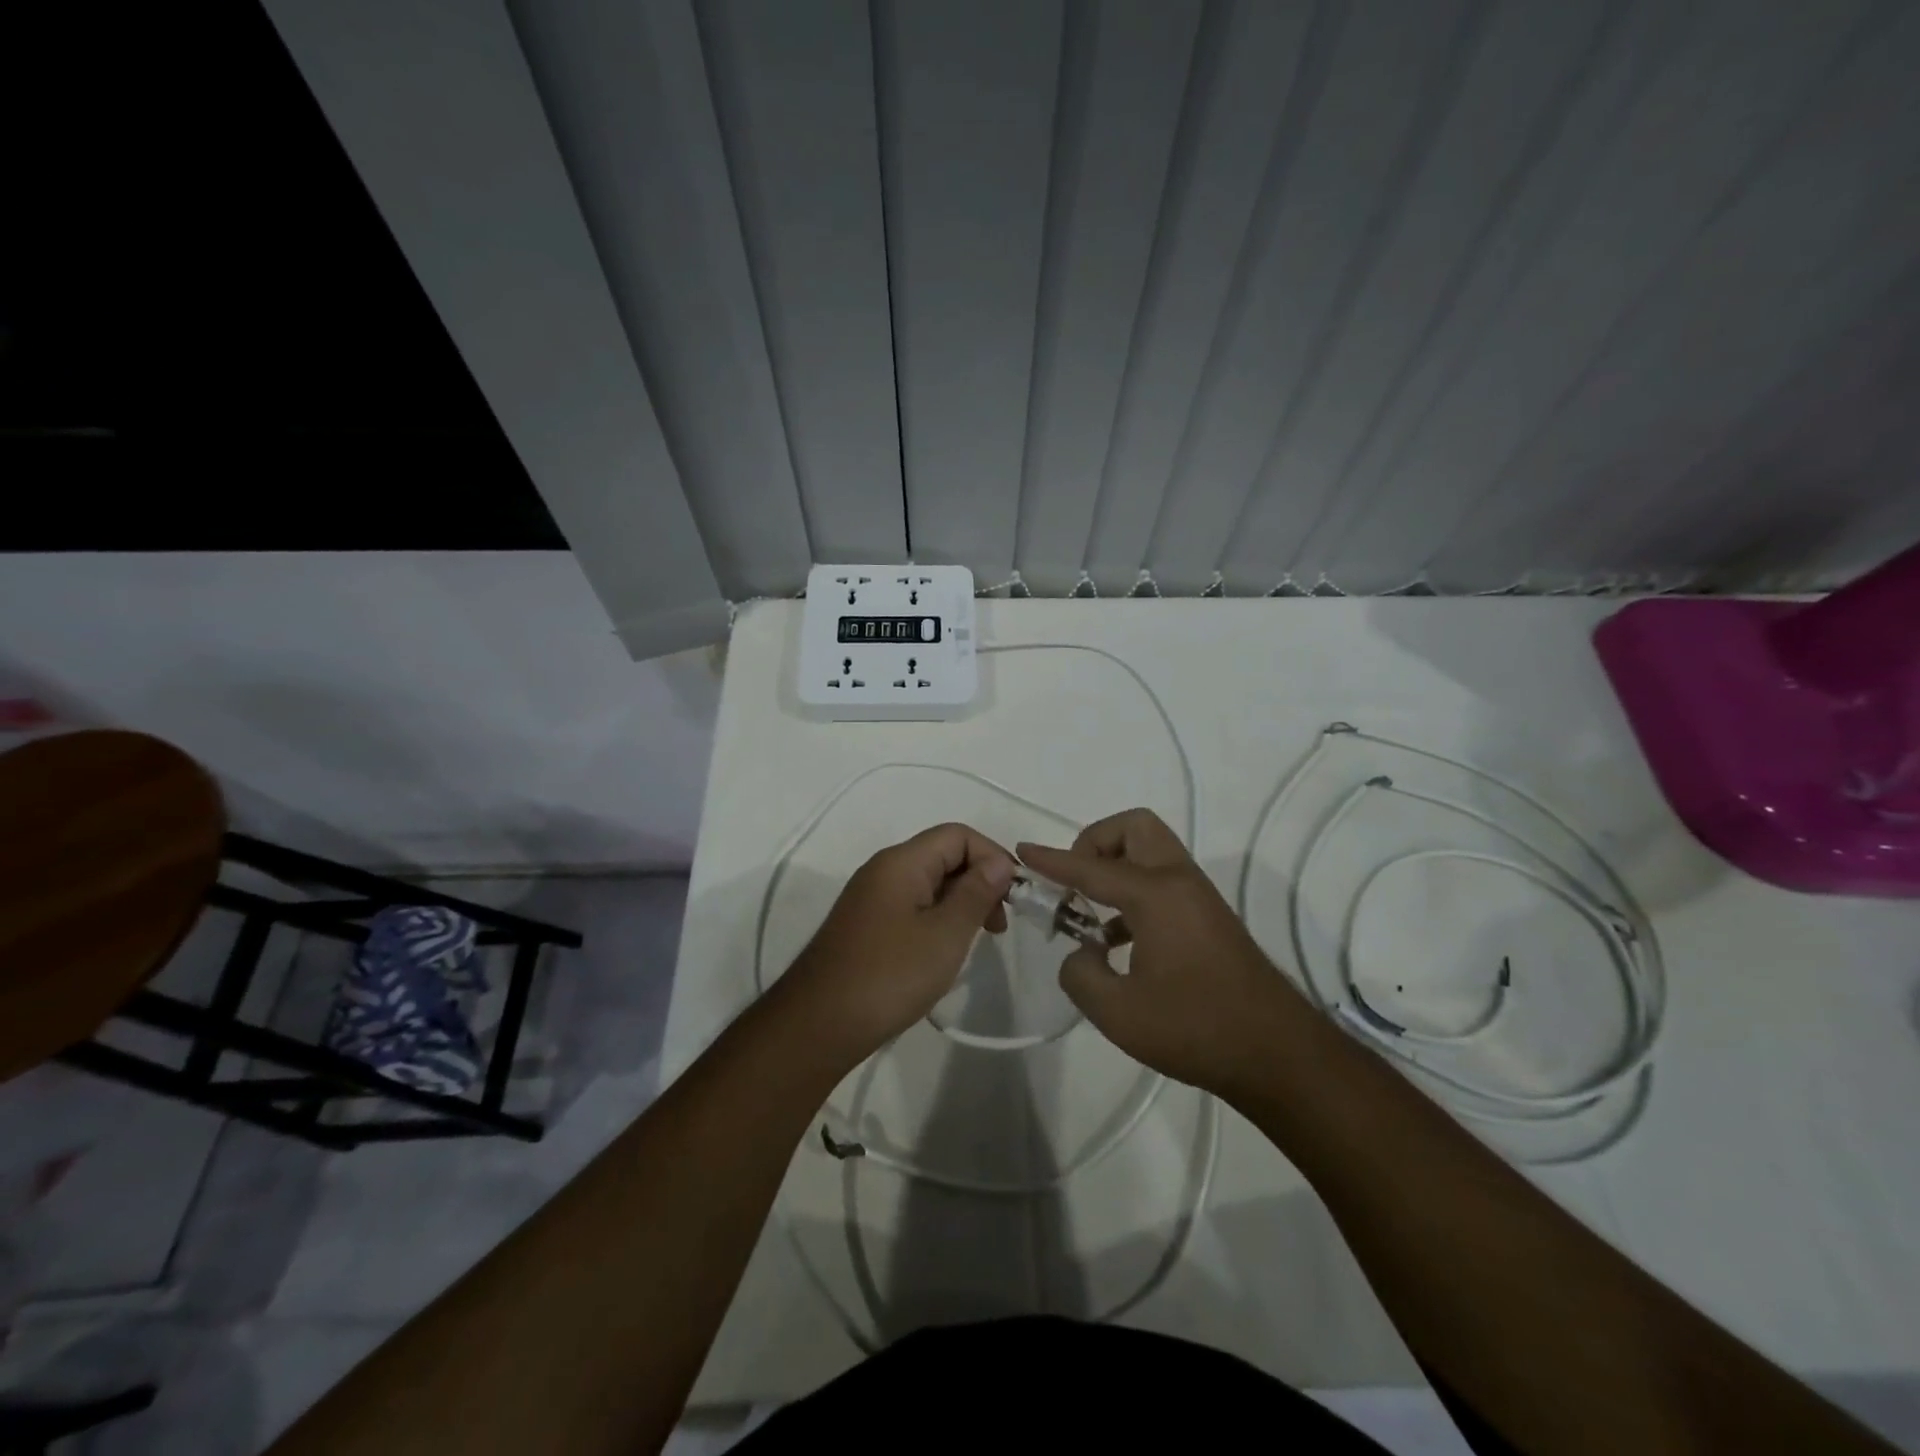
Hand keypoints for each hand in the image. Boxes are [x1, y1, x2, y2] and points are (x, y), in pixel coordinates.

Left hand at [779, 823, 1016, 1064]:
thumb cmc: (889, 976)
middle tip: (999, 924)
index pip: (958, 835)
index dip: (992, 856)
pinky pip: (912, 905)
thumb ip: (976, 894)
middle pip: (943, 855)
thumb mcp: (945, 935)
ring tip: (978, 939)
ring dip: (960, 901)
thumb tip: (1000, 864)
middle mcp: (884, 870)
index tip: (1013, 897)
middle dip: (979, 880)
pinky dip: (938, 917)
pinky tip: (946, 950)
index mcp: (901, 862)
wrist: (819, 1025)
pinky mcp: (866, 924)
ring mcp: (871, 898)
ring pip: (929, 882)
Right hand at [1018, 809, 1304, 1096]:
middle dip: (1096, 842)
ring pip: (1151, 852)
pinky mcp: (1209, 919)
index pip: (1091, 866)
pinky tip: (1118, 942)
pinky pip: (1163, 881)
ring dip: (1115, 868)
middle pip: (1134, 828)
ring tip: (1089, 916)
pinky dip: (1134, 892)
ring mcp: (1199, 898)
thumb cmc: (1195, 1029)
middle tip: (1076, 883)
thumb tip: (1080, 954)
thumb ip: (1080, 975)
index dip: (1052, 860)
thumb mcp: (1118, 1012)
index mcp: (1155, 894)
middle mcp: (1179, 882)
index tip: (1023, 852)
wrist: (1279, 1056)